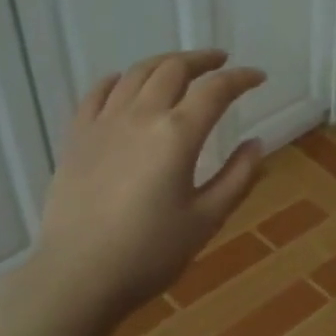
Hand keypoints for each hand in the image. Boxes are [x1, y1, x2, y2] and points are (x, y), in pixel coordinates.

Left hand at [36, 50, 264, 324]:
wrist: (78, 275)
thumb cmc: (150, 253)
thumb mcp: (206, 219)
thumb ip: (237, 177)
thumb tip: (256, 144)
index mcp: (177, 134)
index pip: (215, 90)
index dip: (240, 78)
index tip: (258, 77)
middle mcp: (140, 116)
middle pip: (173, 69)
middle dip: (202, 60)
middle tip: (220, 63)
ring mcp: (103, 123)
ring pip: (136, 73)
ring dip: (164, 63)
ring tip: (180, 68)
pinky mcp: (77, 137)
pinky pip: (98, 92)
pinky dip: (119, 79)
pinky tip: (126, 84)